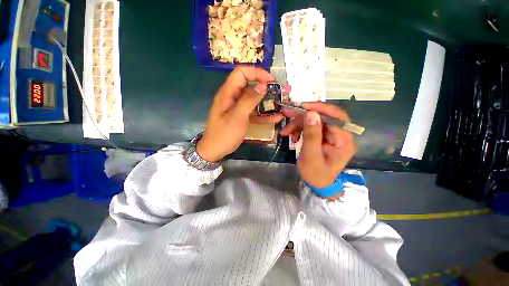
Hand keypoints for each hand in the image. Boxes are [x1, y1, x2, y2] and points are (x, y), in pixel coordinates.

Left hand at [197, 66, 284, 161]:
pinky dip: (264, 114)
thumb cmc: (224, 134)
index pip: (241, 73)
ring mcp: (238, 108)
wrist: (215, 150)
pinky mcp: (242, 117)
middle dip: (266, 87)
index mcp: (228, 93)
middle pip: (250, 85)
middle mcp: (233, 97)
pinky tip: (276, 118)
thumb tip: (262, 86)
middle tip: (281, 91)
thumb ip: (249, 100)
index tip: (271, 81)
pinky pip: (254, 112)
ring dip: (268, 101)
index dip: (257, 73)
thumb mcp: (237, 117)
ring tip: (282, 103)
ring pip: (254, 99)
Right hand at [281, 102, 355, 189]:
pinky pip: (310, 126)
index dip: (321, 109)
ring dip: (298, 124)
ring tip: (287, 132)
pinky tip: (293, 136)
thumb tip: (311, 113)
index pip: (337, 117)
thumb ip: (312, 136)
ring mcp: (331, 135)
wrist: (316, 183)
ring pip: (314, 121)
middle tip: (287, 115)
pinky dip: (299, 129)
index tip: (303, 106)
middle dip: (303, 117)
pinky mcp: (322, 136)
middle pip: (323, 117)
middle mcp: (340, 135)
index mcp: (344, 141)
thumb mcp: (311, 157)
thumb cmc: (315, 174)